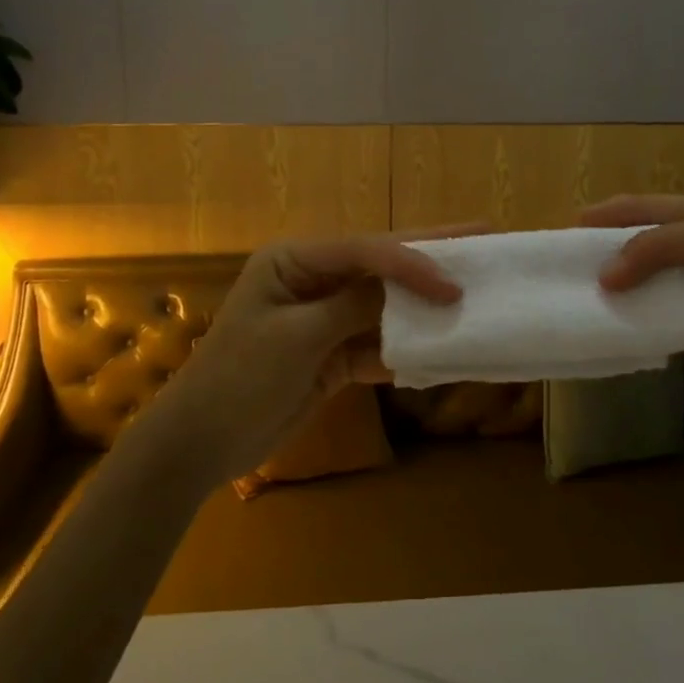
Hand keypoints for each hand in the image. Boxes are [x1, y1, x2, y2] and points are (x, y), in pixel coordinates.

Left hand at [128, 229, 470, 487]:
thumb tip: (408, 287)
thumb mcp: (297, 336)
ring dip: (422, 307)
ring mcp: (324, 319)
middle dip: (429, 258)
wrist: (200, 444)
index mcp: (295, 260)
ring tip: (473, 295)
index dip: (413, 262)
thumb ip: (354, 306)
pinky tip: (440, 350)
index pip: (366, 250)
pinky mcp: (331, 356)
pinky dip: (404, 350)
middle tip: (484, 238)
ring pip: (383, 305)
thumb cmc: (239, 378)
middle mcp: (313, 280)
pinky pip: (376, 344)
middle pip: (379, 266)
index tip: (455, 284)